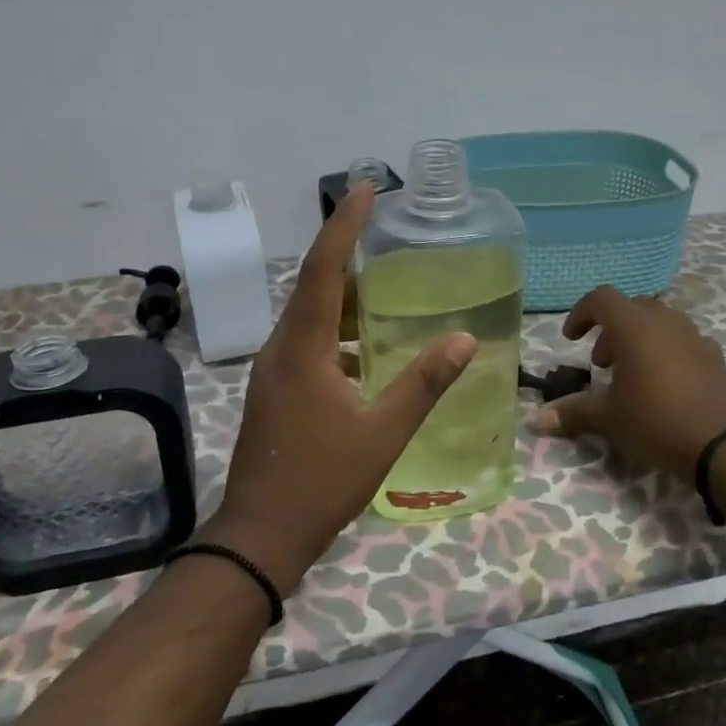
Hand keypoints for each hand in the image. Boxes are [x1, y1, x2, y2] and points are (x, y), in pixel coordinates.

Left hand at [197, 184, 477, 593]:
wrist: (260, 536)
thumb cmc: (322, 481)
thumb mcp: (383, 432)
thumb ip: (424, 382)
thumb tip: (465, 339)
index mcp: (302, 348)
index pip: (322, 269)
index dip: (344, 226)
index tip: (365, 189)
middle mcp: (281, 349)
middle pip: (314, 286)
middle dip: (348, 255)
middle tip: (385, 232)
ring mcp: (274, 370)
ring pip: (310, 316)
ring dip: (344, 297)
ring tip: (385, 288)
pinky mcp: (276, 389)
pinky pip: (308, 342)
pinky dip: (338, 331)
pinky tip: (368, 349)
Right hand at [529, 285, 725, 480]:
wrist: (724, 444)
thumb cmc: (656, 420)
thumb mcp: (609, 417)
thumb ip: (572, 412)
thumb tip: (535, 420)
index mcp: (634, 326)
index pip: (601, 298)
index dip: (581, 314)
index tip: (571, 339)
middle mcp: (664, 321)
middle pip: (632, 307)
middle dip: (611, 329)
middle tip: (601, 362)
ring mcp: (693, 336)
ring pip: (659, 322)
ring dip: (639, 338)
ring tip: (631, 373)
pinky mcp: (713, 357)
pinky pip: (683, 341)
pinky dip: (667, 352)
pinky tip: (665, 383)